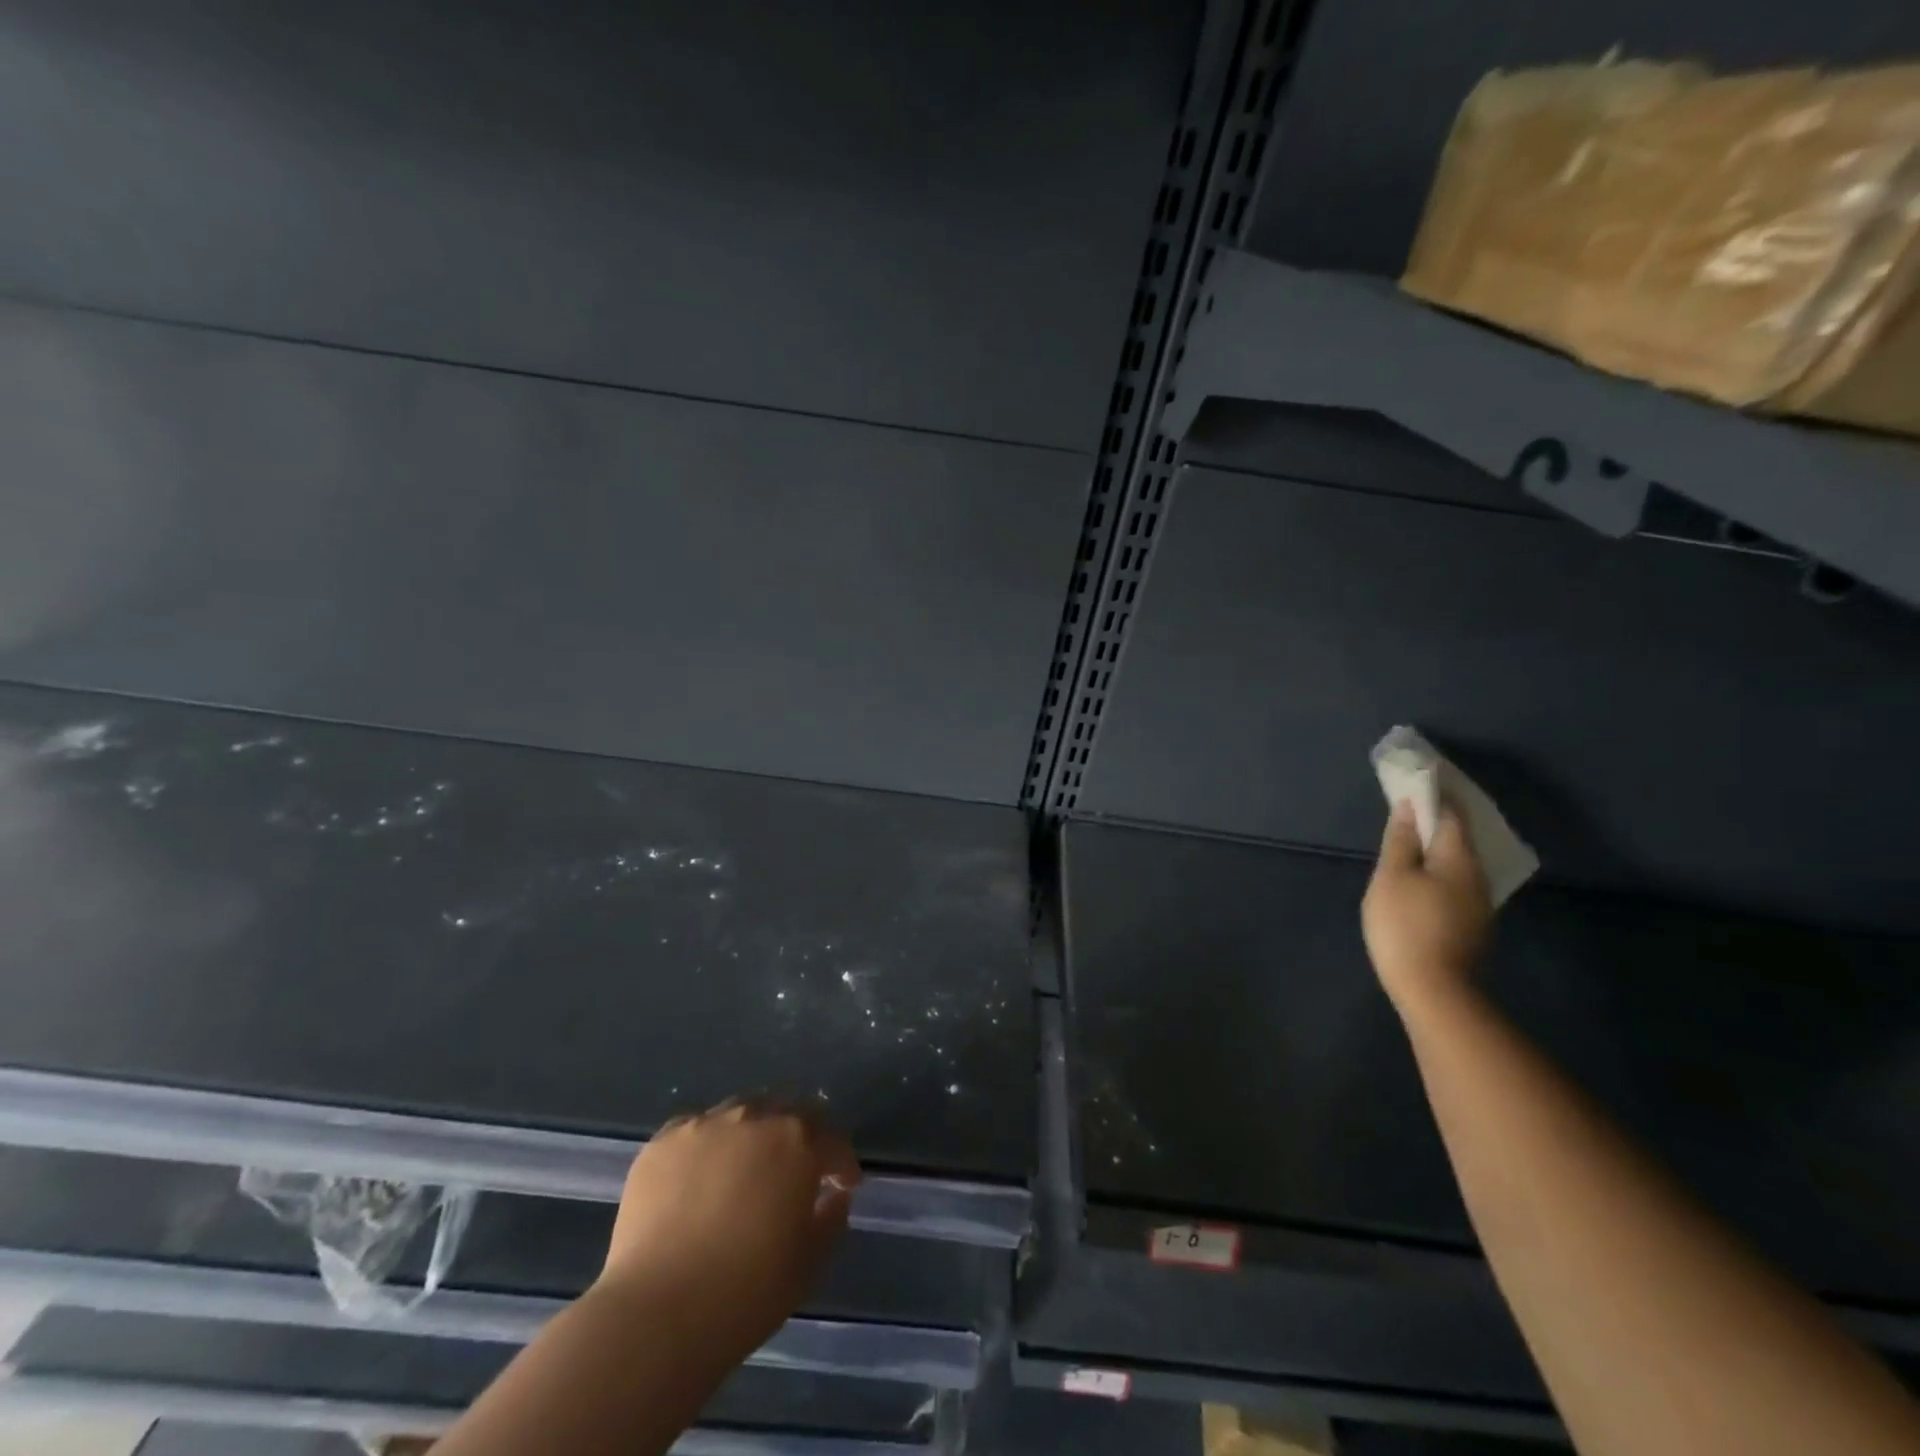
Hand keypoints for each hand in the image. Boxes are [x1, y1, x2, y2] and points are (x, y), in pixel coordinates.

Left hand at [598, 1098, 860, 1364]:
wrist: (657, 1313)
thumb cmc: (746, 1293)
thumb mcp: (808, 1264)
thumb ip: (831, 1220)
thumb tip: (833, 1196)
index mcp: (797, 1141)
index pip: (832, 1140)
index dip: (841, 1163)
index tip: (843, 1185)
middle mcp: (754, 1118)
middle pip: (786, 1113)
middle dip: (798, 1137)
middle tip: (795, 1170)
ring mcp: (704, 1126)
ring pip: (739, 1115)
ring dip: (751, 1136)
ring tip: (743, 1170)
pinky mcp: (662, 1143)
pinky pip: (694, 1132)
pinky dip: (706, 1148)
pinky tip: (698, 1179)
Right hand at [1362, 800, 1493, 1015]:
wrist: (1433, 989)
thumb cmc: (1405, 924)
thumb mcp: (1392, 877)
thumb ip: (1400, 841)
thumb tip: (1408, 807)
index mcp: (1459, 859)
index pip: (1451, 816)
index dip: (1435, 796)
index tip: (1418, 782)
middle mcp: (1478, 876)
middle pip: (1460, 839)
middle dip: (1439, 822)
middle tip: (1412, 809)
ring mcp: (1479, 904)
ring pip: (1460, 864)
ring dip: (1440, 848)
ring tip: (1414, 842)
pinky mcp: (1472, 926)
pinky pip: (1458, 884)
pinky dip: (1442, 871)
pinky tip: (1425, 878)